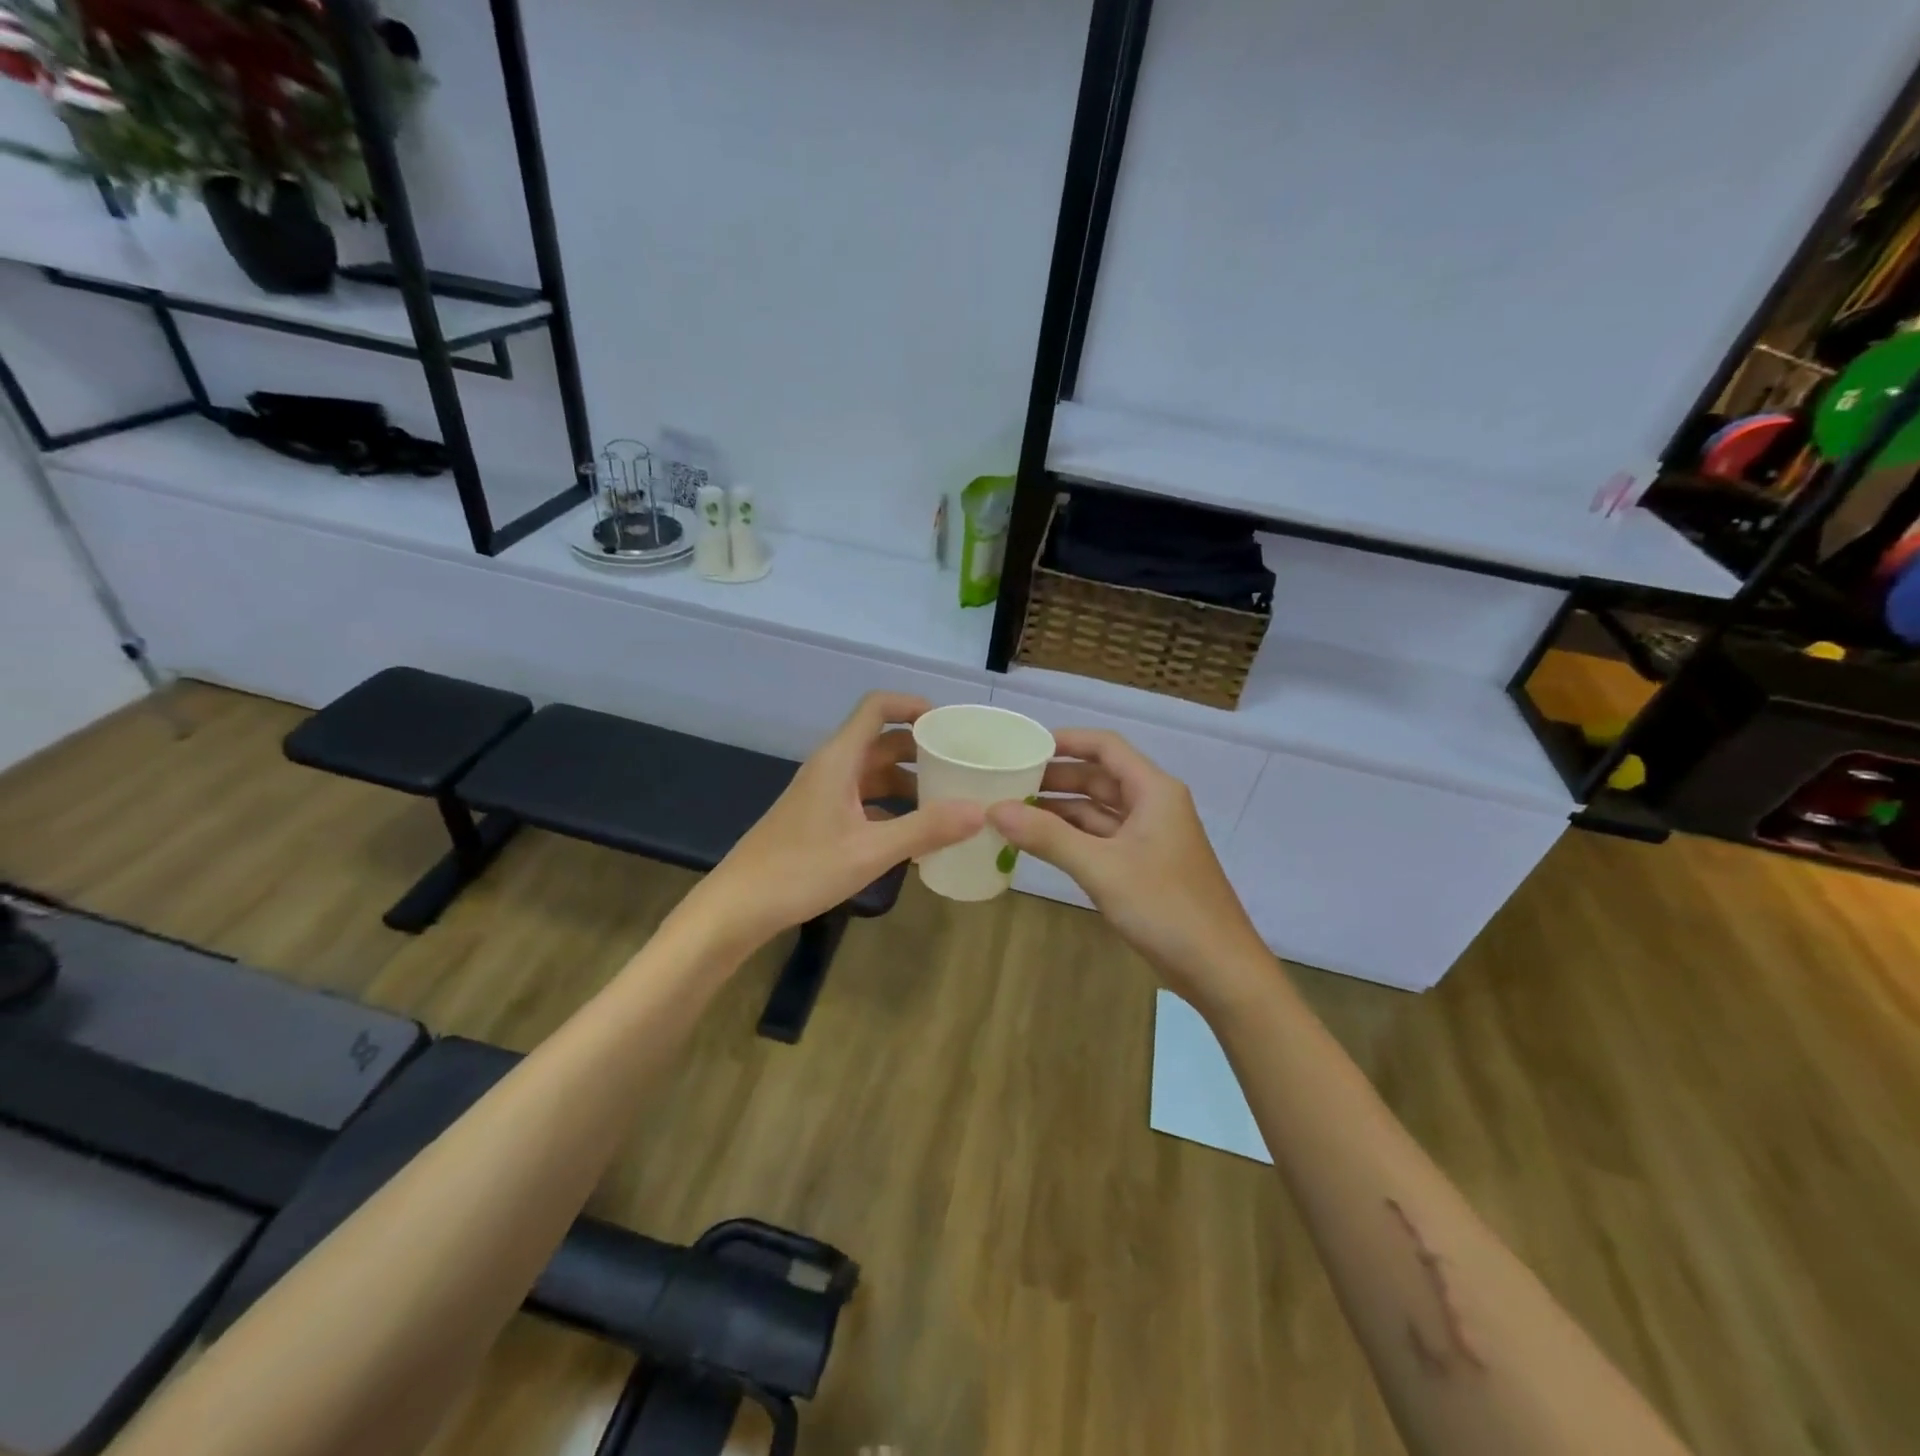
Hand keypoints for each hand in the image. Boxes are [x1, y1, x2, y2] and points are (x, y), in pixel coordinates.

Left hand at [696, 693, 983, 948]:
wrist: (738, 907)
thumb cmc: (801, 870)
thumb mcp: (870, 851)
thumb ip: (926, 829)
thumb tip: (981, 811)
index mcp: (840, 760)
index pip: (877, 707)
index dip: (913, 705)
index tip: (950, 724)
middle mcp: (832, 768)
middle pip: (882, 741)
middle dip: (921, 749)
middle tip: (961, 765)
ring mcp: (824, 794)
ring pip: (875, 774)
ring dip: (909, 782)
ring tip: (949, 801)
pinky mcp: (820, 819)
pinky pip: (865, 801)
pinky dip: (892, 809)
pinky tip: (916, 835)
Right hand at [987, 729, 1272, 1009]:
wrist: (1219, 969)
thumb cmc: (1166, 907)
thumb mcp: (1102, 868)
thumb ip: (1048, 836)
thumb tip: (994, 809)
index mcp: (1153, 790)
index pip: (1105, 747)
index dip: (1066, 740)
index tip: (1023, 746)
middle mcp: (1153, 805)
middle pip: (1099, 777)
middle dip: (1055, 778)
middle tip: (1006, 782)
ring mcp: (1149, 837)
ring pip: (1098, 811)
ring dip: (1059, 810)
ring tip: (1012, 811)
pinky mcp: (1144, 866)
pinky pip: (1101, 839)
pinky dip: (1071, 838)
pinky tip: (1038, 844)